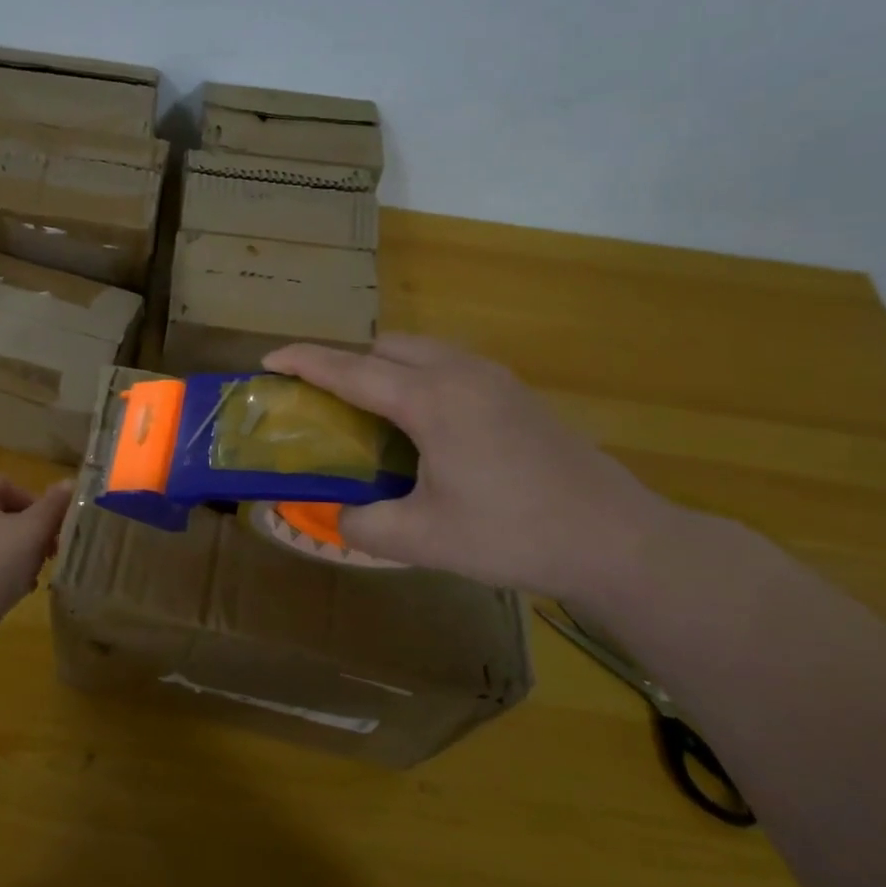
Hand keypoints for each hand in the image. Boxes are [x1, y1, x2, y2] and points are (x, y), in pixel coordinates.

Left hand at [0, 474, 73, 665]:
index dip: (35, 503)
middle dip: (28, 534)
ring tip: (29, 582)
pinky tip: (6, 598)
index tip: (53, 530)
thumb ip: (53, 507)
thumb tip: (70, 482)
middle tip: (46, 557)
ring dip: (13, 558)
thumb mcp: (32, 533)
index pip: (6, 484)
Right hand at [264, 335, 681, 601]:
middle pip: (385, 347)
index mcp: (431, 400)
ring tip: (367, 413)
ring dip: (383, 368)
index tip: (268, 359)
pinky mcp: (514, 393)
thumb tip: (339, 517)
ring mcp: (493, 378)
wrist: (617, 539)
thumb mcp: (424, 539)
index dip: (304, 362)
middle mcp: (460, 373)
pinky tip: (419, 425)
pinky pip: (447, 365)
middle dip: (345, 363)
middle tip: (322, 402)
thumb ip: (364, 526)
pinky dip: (415, 377)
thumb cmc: (514, 534)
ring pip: (420, 351)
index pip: (350, 370)